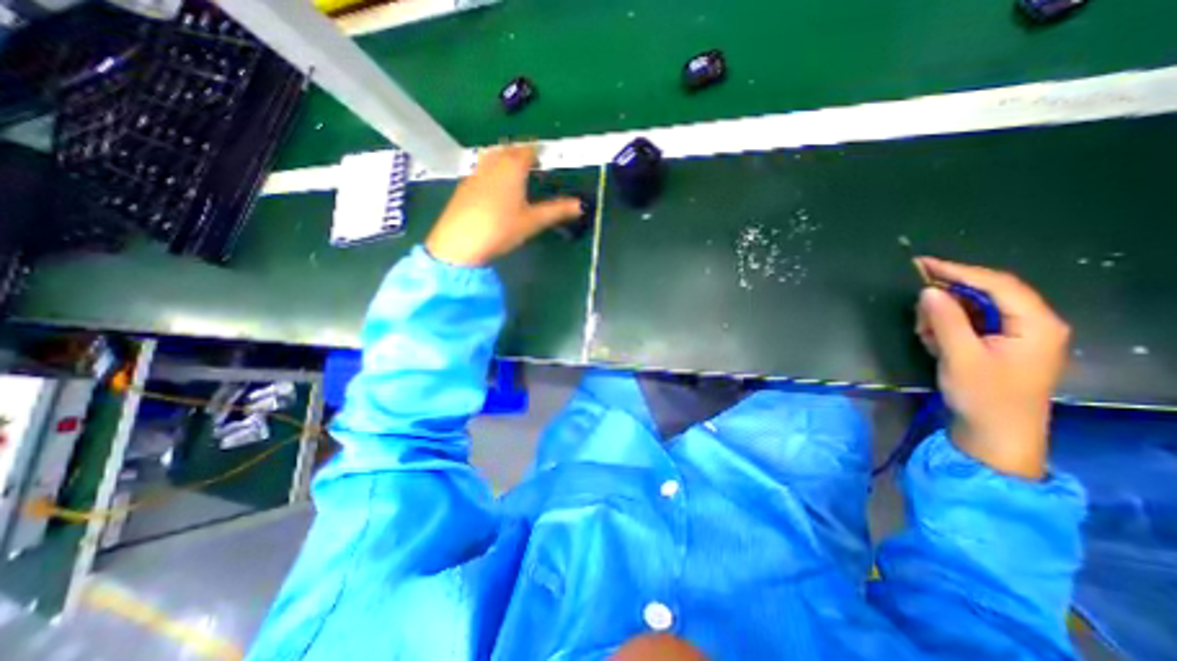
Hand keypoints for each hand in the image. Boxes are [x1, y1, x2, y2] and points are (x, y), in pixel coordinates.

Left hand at [426, 145, 585, 266]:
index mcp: (513, 167)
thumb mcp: (533, 221)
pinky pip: (482, 170)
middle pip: (509, 150)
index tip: (545, 159)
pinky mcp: (464, 186)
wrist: (459, 242)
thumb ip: (557, 210)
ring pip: (493, 157)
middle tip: (532, 166)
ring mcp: (476, 173)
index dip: (538, 152)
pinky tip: (495, 191)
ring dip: (505, 160)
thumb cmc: (501, 228)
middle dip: (521, 154)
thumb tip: (581, 205)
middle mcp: (493, 163)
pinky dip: (492, 173)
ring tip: (515, 176)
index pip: (528, 150)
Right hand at [914, 257, 1074, 478]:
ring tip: (924, 334)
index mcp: (1035, 323)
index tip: (922, 264)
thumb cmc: (983, 396)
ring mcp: (1016, 335)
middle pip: (985, 294)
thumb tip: (928, 290)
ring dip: (943, 317)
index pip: (996, 284)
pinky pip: (969, 324)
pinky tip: (933, 341)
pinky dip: (946, 328)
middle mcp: (1031, 323)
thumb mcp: (960, 356)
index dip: (959, 271)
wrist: (995, 434)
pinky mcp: (999, 345)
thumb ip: (945, 321)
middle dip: (947, 300)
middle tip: (918, 313)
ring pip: (973, 309)